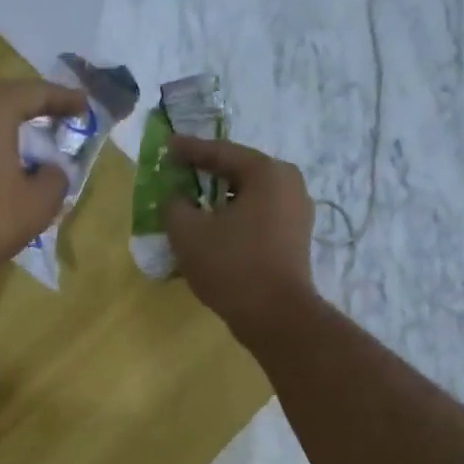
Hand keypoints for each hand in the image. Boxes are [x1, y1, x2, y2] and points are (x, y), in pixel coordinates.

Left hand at [0, 79, 87, 293]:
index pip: (36, 93)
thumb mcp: (38, 204)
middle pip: (8, 98)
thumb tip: (52, 169)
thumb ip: (56, 178)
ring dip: (13, 125)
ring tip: (37, 138)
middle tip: (63, 117)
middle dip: (37, 108)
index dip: (64, 99)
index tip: (86, 106)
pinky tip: (7, 159)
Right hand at [160, 135, 315, 338]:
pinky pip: (258, 218)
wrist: (276, 316)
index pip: (221, 152)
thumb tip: (176, 197)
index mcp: (267, 172)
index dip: (188, 150)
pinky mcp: (295, 239)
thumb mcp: (188, 233)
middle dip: (206, 175)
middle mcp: (289, 184)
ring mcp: (297, 213)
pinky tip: (215, 232)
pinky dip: (234, 220)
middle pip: (238, 173)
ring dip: (220, 202)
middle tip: (179, 175)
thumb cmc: (232, 266)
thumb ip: (174, 205)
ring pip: (249, 198)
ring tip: (193, 207)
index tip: (166, 147)